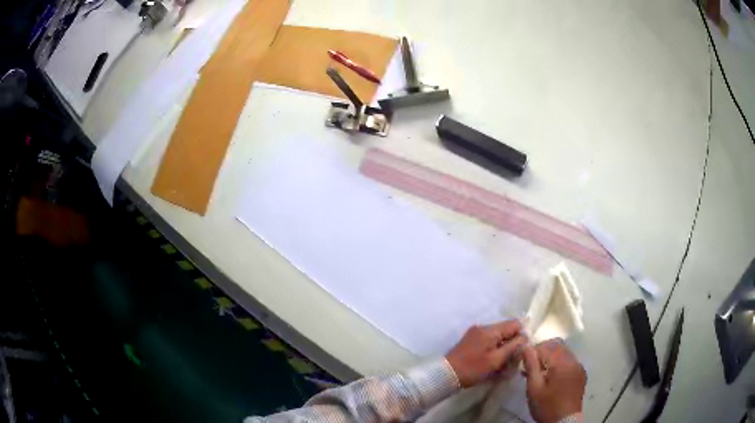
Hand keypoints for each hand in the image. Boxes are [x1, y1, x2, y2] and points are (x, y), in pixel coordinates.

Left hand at [445, 321, 527, 387]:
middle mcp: (483, 327)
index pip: (515, 324)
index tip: (522, 349)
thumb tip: (525, 337)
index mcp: (490, 330)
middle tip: (513, 359)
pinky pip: (489, 341)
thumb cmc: (473, 368)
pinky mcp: (471, 340)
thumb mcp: (496, 360)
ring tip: (503, 363)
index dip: (522, 335)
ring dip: (503, 347)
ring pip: (498, 336)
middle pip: (506, 330)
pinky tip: (493, 362)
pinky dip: (494, 349)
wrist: (446, 374)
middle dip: (512, 343)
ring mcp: (476, 333)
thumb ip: (513, 346)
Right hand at [523, 339, 586, 422]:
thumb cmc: (546, 406)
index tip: (523, 362)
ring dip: (551, 358)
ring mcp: (579, 367)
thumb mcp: (534, 388)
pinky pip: (569, 361)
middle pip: (557, 347)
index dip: (533, 351)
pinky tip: (552, 377)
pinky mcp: (581, 374)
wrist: (563, 421)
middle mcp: (574, 361)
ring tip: (540, 373)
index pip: (546, 347)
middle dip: (543, 353)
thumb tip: (526, 347)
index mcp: (562, 363)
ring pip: (564, 353)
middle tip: (531, 367)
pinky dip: (559, 364)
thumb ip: (531, 366)